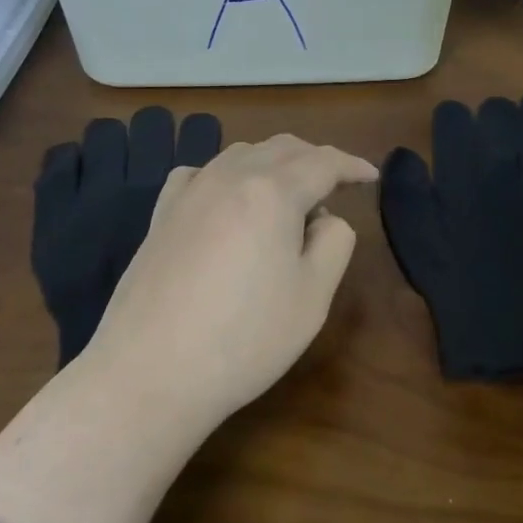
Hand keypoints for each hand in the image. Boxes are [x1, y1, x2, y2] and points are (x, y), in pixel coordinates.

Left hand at [0, 132, 376, 522]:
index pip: (324, 162)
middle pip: (282, 147)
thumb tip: (325, 218)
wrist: (150, 374)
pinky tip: (228, 198)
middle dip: (315, 158)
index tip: (371, 177)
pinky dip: (229, 174)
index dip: (353, 165)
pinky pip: (202, 173)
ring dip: (274, 162)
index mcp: (273, 192)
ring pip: (242, 154)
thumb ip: (335, 242)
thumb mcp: (314, 296)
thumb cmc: (245, 339)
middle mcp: (230, 177)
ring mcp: (190, 193)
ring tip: (289, 193)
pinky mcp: (161, 215)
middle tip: (337, 183)